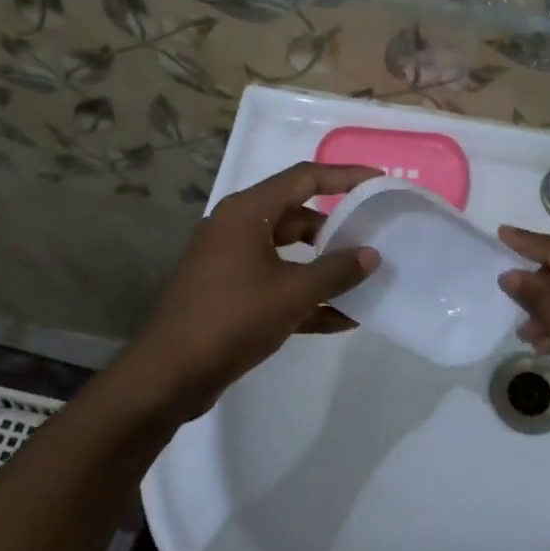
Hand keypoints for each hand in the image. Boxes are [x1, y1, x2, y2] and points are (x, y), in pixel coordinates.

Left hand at [133, 162, 381, 417]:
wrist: (171, 374)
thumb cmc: (233, 319)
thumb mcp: (292, 293)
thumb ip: (336, 271)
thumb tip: (371, 255)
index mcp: (247, 212)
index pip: (305, 178)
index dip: (345, 176)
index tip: (379, 181)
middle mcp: (237, 228)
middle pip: (297, 215)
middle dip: (336, 228)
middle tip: (373, 236)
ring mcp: (230, 261)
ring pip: (288, 252)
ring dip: (323, 266)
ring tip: (364, 279)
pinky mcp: (230, 293)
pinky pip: (276, 283)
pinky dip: (305, 296)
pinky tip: (342, 318)